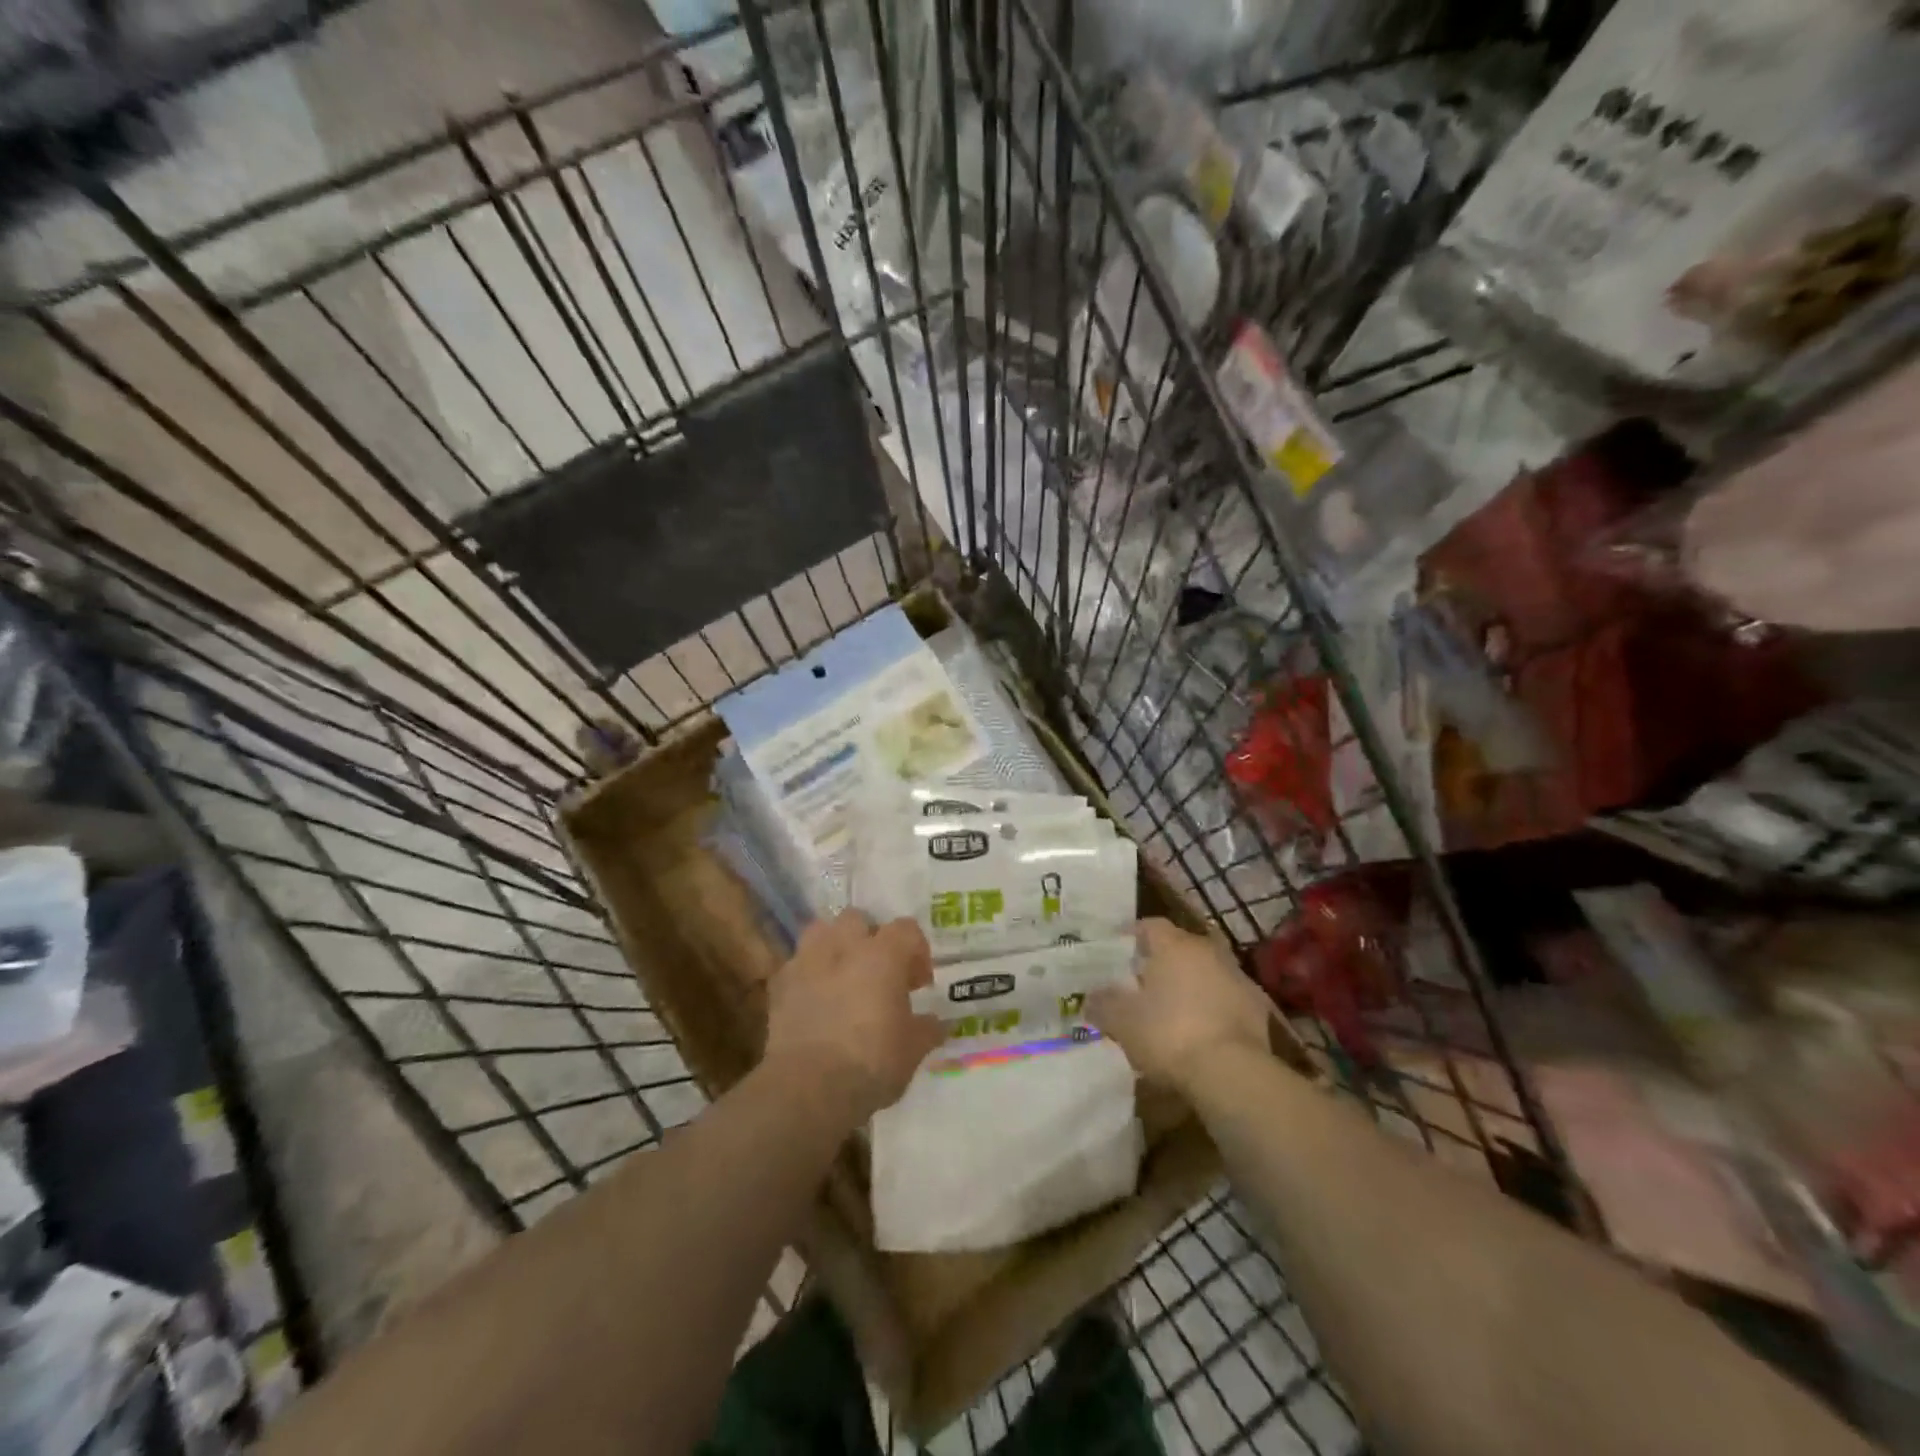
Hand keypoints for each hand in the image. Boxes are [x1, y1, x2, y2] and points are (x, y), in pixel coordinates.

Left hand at [763, 910, 943, 1123]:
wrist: (809, 1088)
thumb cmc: (871, 1062)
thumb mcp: (912, 1050)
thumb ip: (927, 1029)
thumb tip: (937, 1024)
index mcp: (883, 955)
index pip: (907, 930)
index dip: (917, 951)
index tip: (919, 983)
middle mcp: (844, 947)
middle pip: (858, 920)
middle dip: (870, 939)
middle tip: (879, 973)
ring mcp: (807, 962)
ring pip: (821, 931)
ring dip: (834, 947)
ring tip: (843, 977)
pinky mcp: (780, 985)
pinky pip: (797, 965)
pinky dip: (808, 975)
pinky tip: (815, 1002)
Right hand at [1089, 919, 1274, 1088]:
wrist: (1232, 1072)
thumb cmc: (1169, 1034)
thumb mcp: (1122, 1022)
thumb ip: (1103, 1004)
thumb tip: (1090, 997)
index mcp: (1174, 945)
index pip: (1149, 926)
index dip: (1132, 937)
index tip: (1118, 954)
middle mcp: (1207, 951)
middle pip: (1180, 947)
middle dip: (1162, 962)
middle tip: (1143, 984)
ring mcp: (1238, 977)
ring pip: (1206, 972)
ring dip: (1191, 985)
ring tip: (1173, 1010)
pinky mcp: (1258, 1008)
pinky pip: (1227, 999)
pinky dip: (1214, 1008)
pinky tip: (1202, 1031)